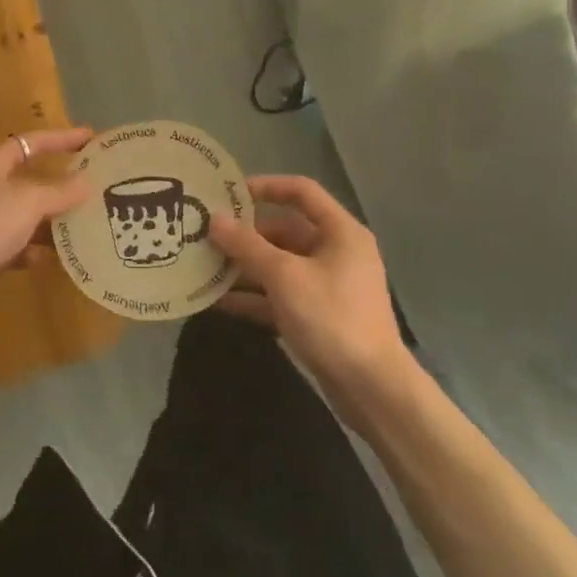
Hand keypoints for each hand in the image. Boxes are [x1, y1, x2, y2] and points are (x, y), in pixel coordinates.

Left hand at [0, 128, 93, 309]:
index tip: (91, 138)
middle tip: (94, 187)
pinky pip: (15, 245)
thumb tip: (86, 182)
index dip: (62, 138)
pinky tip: (52, 259)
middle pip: (30, 179)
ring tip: (84, 225)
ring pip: (25, 214)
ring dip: (51, 220)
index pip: (32, 142)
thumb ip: (59, 191)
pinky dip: (33, 250)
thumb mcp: (28, 202)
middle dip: (61, 185)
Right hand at [210, 175, 419, 431]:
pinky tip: (218, 302)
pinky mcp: (318, 316)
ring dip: (244, 266)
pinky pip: (280, 295)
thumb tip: (214, 219)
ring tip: (204, 266)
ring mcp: (328, 286)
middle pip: (285, 230)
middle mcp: (336, 252)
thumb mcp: (284, 276)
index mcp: (340, 232)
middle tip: (206, 235)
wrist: (372, 389)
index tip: (229, 194)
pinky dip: (254, 296)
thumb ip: (247, 246)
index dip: (266, 186)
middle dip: (245, 234)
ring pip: (279, 265)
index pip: (302, 192)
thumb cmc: (332, 318)